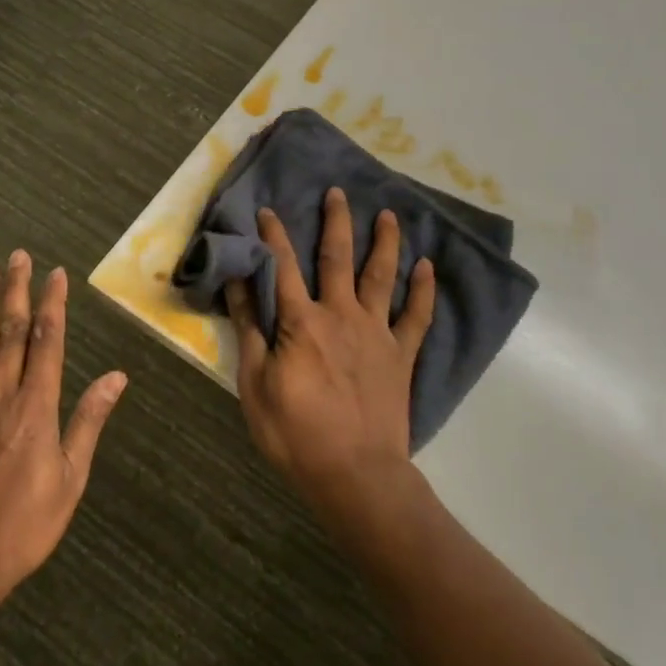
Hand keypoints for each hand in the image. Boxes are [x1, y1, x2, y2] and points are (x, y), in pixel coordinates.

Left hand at [0, 252, 127, 624]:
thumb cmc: (22, 526)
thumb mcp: (70, 480)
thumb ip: (88, 422)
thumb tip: (116, 377)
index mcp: (36, 408)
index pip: (46, 342)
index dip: (51, 305)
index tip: (56, 275)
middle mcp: (0, 395)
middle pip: (10, 331)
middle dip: (17, 290)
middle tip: (19, 255)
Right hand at [225, 189, 435, 518]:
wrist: (355, 473)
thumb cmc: (295, 433)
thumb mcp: (255, 385)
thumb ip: (250, 330)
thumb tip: (239, 284)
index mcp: (302, 322)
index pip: (283, 267)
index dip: (273, 236)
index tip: (267, 210)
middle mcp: (341, 315)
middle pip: (338, 259)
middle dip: (336, 223)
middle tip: (338, 192)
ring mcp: (377, 333)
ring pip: (382, 276)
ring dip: (385, 243)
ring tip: (390, 215)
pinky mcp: (402, 355)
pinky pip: (417, 316)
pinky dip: (423, 290)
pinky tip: (427, 267)